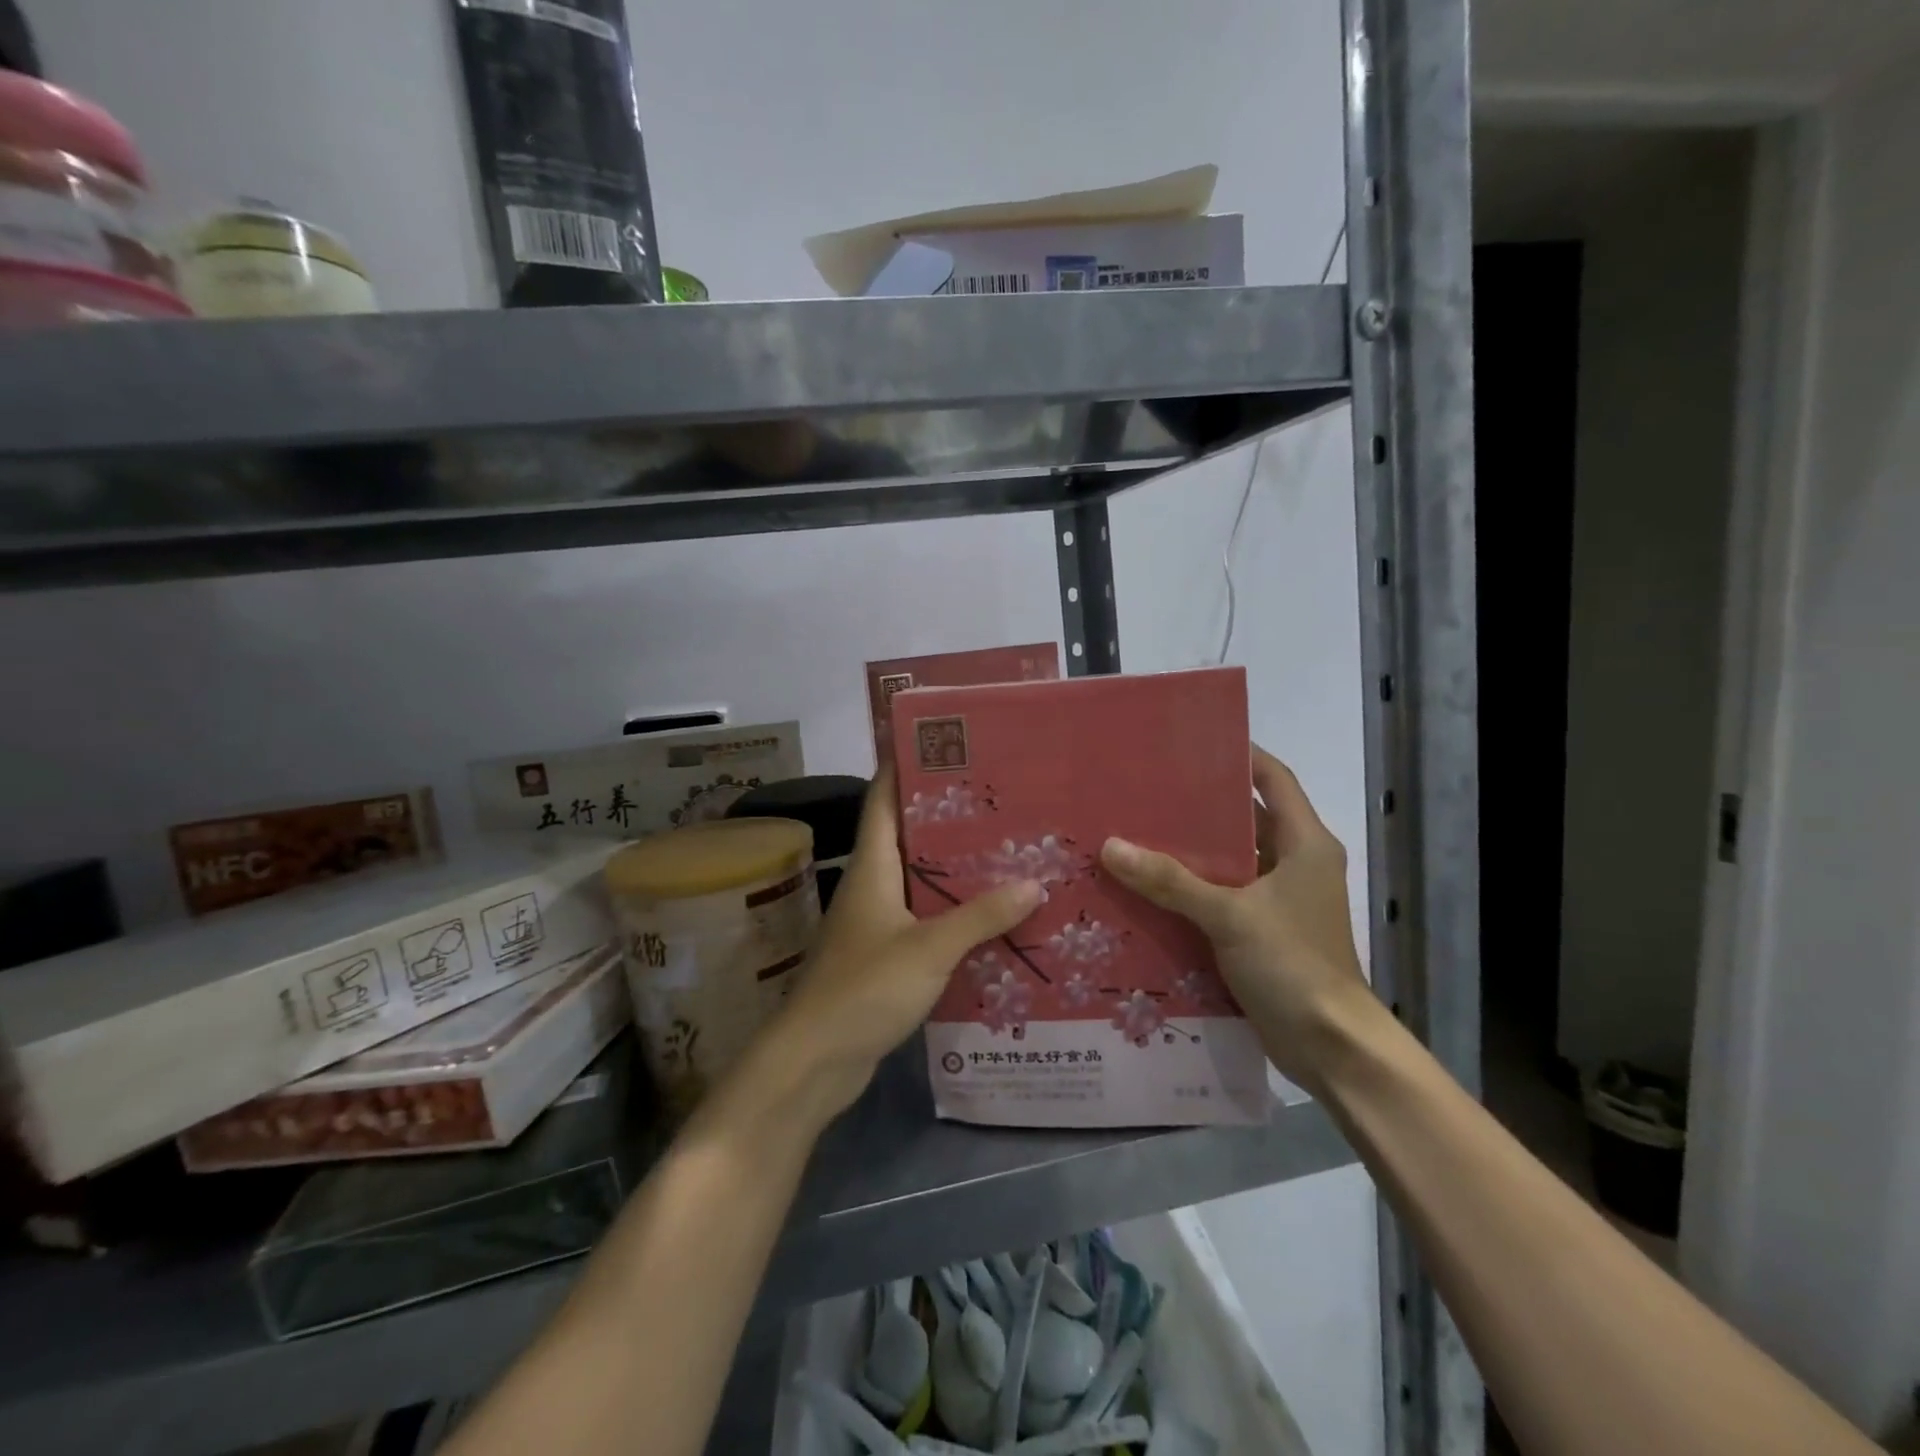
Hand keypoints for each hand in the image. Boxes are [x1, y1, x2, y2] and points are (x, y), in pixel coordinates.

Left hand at [765, 764, 1041, 1121]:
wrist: (816, 1059)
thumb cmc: (865, 988)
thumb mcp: (930, 948)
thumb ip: (981, 916)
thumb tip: (1034, 883)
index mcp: (872, 867)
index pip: (883, 799)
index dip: (904, 766)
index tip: (945, 745)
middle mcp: (871, 885)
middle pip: (907, 836)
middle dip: (948, 817)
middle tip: (999, 801)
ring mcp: (875, 922)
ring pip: (919, 881)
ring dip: (955, 869)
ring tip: (1007, 852)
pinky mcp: (884, 956)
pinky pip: (924, 920)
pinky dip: (953, 913)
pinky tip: (991, 917)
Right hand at [1100, 745, 1368, 1091]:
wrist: (1332, 1047)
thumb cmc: (1294, 965)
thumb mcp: (1230, 916)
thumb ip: (1171, 881)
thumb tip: (1111, 846)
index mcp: (1304, 843)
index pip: (1273, 779)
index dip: (1240, 755)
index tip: (1191, 741)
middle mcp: (1295, 863)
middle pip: (1244, 819)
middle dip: (1198, 806)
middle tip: (1145, 790)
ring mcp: (1279, 900)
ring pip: (1230, 861)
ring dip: (1190, 852)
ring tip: (1136, 833)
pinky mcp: (1262, 931)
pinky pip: (1221, 897)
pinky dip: (1191, 890)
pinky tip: (1148, 888)